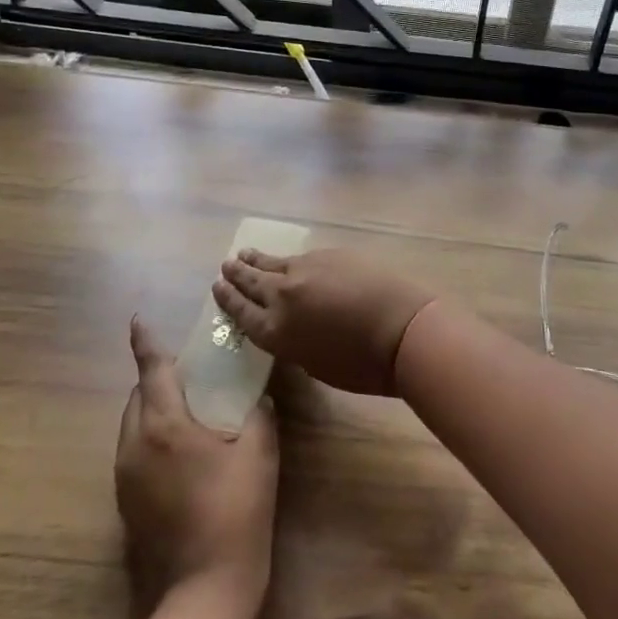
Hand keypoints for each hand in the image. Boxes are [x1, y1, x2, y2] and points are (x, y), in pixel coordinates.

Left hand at [115, 318, 277, 615]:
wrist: (205, 588)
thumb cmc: (236, 510)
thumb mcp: (259, 453)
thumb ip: (259, 414)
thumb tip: (258, 397)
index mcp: (165, 425)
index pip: (152, 370)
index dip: (145, 342)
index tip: (137, 319)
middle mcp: (135, 445)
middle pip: (138, 396)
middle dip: (156, 379)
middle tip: (189, 375)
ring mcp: (125, 476)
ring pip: (132, 425)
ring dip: (153, 409)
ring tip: (187, 412)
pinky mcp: (125, 502)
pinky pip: (133, 452)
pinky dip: (151, 438)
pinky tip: (180, 454)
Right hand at [211, 247, 441, 395]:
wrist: (400, 329)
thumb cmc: (362, 365)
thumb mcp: (315, 364)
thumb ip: (295, 342)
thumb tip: (295, 326)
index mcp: (275, 331)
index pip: (241, 312)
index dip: (227, 300)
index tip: (217, 287)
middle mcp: (282, 295)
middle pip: (252, 281)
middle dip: (237, 274)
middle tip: (226, 265)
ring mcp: (306, 269)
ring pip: (273, 262)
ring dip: (257, 260)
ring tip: (244, 254)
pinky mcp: (329, 255)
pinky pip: (301, 257)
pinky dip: (288, 260)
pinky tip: (288, 259)